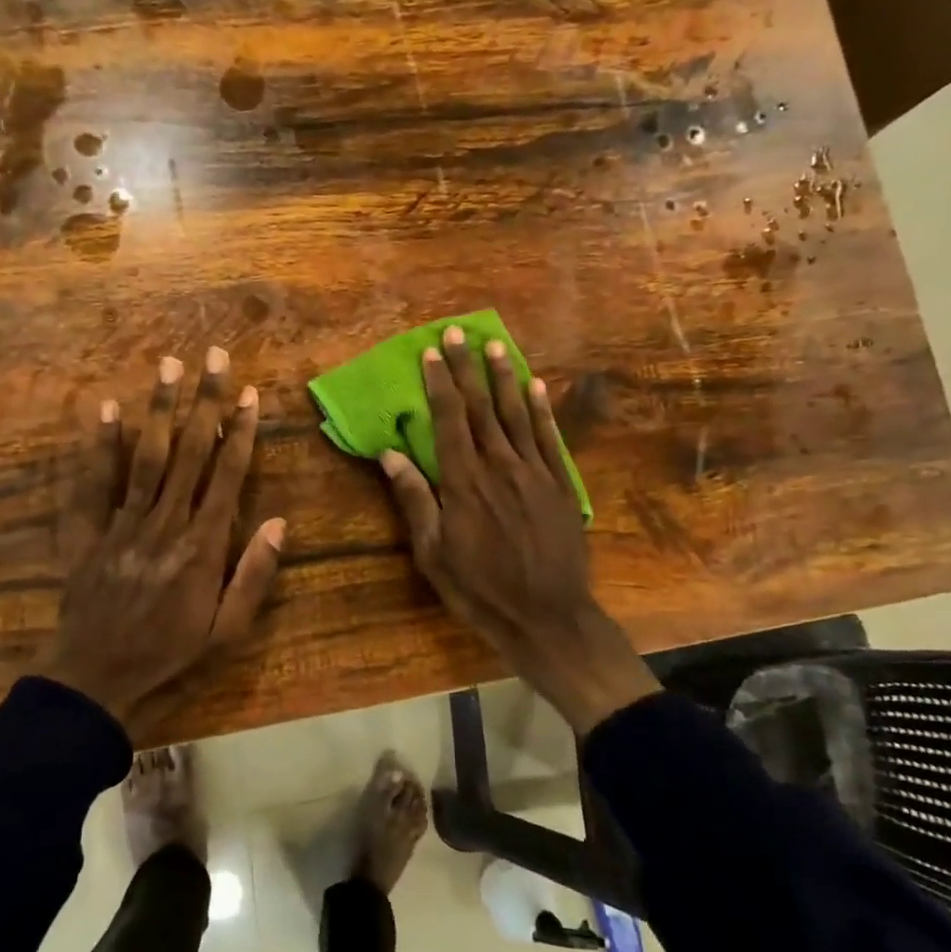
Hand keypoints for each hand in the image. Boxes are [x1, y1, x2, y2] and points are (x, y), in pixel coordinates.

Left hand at [40, 348, 285, 742]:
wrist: (96, 678)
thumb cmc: (170, 654)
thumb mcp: (227, 631)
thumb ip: (253, 576)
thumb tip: (278, 523)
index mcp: (203, 546)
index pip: (227, 475)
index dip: (240, 431)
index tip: (249, 394)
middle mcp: (165, 523)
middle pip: (190, 452)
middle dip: (205, 401)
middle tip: (214, 356)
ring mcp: (123, 524)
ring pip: (147, 456)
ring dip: (160, 409)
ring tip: (169, 366)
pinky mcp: (89, 532)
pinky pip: (94, 483)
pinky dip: (100, 445)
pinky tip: (107, 409)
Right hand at [378, 327, 658, 734]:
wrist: (547, 617)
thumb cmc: (480, 590)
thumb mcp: (433, 553)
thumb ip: (414, 500)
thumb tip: (390, 454)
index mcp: (464, 483)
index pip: (449, 421)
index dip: (438, 384)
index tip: (430, 354)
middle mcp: (500, 467)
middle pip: (481, 408)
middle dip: (466, 368)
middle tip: (457, 334)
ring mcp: (535, 473)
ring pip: (516, 415)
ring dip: (504, 378)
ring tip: (494, 346)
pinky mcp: (560, 486)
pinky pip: (549, 438)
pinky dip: (541, 410)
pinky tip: (536, 386)